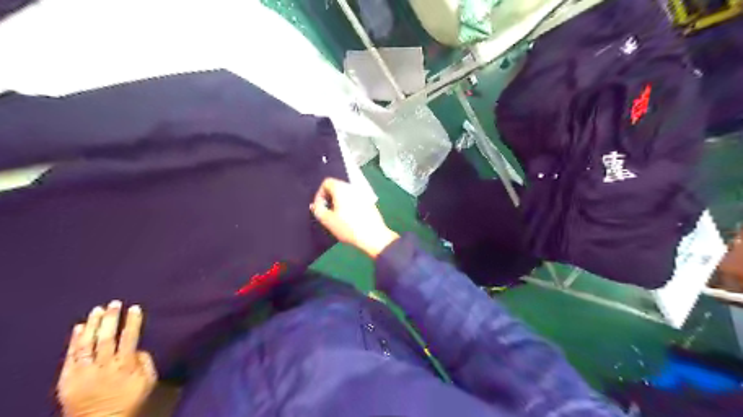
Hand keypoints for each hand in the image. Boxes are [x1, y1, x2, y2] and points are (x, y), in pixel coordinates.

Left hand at [57, 299, 157, 416]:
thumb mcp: (148, 382)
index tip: (135, 307)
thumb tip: (137, 348)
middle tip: (114, 303)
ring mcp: (83, 373)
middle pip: (106, 338)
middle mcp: (103, 367)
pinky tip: (79, 327)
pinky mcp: (67, 379)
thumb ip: (145, 362)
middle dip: (110, 319)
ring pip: (86, 344)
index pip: (129, 338)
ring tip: (97, 310)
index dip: (132, 322)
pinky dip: (74, 340)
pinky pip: (70, 356)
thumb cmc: (129, 400)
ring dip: (92, 325)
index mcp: (125, 367)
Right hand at [309, 176, 397, 256]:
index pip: (326, 182)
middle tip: (327, 212)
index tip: (320, 207)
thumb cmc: (348, 227)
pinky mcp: (369, 202)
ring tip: (337, 217)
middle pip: (337, 187)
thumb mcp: (327, 220)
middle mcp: (353, 187)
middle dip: (329, 198)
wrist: (373, 236)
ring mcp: (363, 194)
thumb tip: (316, 205)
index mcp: (342, 188)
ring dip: (339, 202)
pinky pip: (355, 199)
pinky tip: (350, 219)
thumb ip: (318, 210)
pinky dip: (349, 205)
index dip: (319, 194)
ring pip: (346, 194)